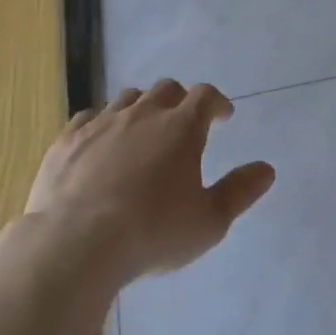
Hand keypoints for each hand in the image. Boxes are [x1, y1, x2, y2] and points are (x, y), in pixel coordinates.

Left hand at [24, 80, 275, 283]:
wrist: (75, 245)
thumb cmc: (151, 233)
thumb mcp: (208, 222)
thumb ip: (239, 192)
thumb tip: (267, 169)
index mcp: (181, 127)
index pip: (205, 96)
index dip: (217, 102)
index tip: (223, 116)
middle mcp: (143, 114)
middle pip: (166, 89)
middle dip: (180, 100)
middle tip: (183, 123)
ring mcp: (102, 123)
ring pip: (127, 98)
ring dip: (141, 108)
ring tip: (142, 131)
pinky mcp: (68, 140)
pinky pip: (88, 117)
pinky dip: (101, 124)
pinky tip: (100, 143)